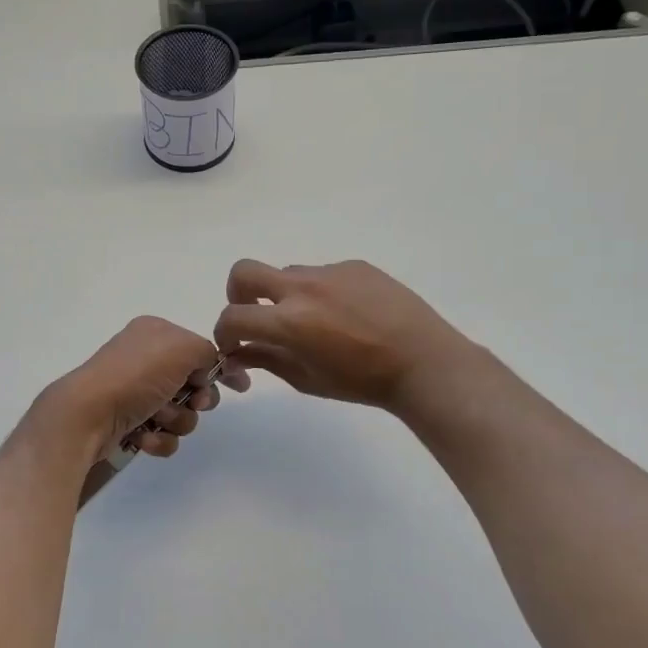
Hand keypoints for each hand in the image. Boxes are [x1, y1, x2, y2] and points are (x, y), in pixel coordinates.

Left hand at [44, 317, 244, 458]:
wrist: (88, 415)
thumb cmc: (136, 375)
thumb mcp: (182, 348)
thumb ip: (207, 352)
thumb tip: (208, 368)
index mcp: (155, 333)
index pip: (198, 349)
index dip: (219, 369)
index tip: (240, 387)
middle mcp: (144, 359)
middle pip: (193, 384)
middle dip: (196, 400)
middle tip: (194, 402)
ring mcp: (135, 392)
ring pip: (181, 413)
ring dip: (176, 420)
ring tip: (157, 420)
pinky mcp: (128, 422)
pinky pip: (162, 434)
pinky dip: (158, 438)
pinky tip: (144, 437)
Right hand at [213, 259, 473, 412]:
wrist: (423, 362)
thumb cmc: (361, 382)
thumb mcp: (306, 379)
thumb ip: (265, 360)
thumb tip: (236, 354)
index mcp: (288, 321)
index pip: (233, 317)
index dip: (224, 333)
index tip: (234, 345)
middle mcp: (302, 288)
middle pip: (244, 272)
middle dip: (237, 294)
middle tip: (256, 316)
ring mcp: (330, 271)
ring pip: (286, 273)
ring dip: (284, 295)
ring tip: (315, 322)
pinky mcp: (354, 265)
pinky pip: (322, 273)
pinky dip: (320, 292)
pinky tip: (347, 314)